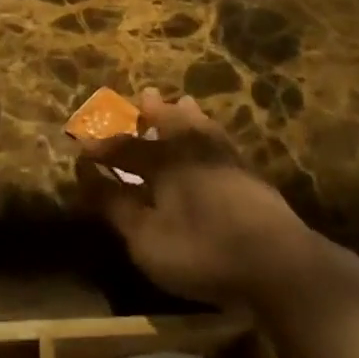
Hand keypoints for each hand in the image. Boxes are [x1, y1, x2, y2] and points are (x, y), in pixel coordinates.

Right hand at [76, 89, 345, 309]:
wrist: (276, 262)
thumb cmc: (202, 251)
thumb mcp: (147, 239)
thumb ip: (116, 206)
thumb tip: (86, 175)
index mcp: (162, 161)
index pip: (124, 147)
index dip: (102, 146)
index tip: (83, 142)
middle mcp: (191, 148)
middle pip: (167, 123)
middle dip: (151, 113)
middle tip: (145, 95)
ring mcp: (224, 157)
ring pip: (200, 127)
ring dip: (185, 116)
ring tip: (182, 103)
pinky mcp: (249, 173)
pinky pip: (223, 141)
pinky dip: (213, 133)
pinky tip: (217, 138)